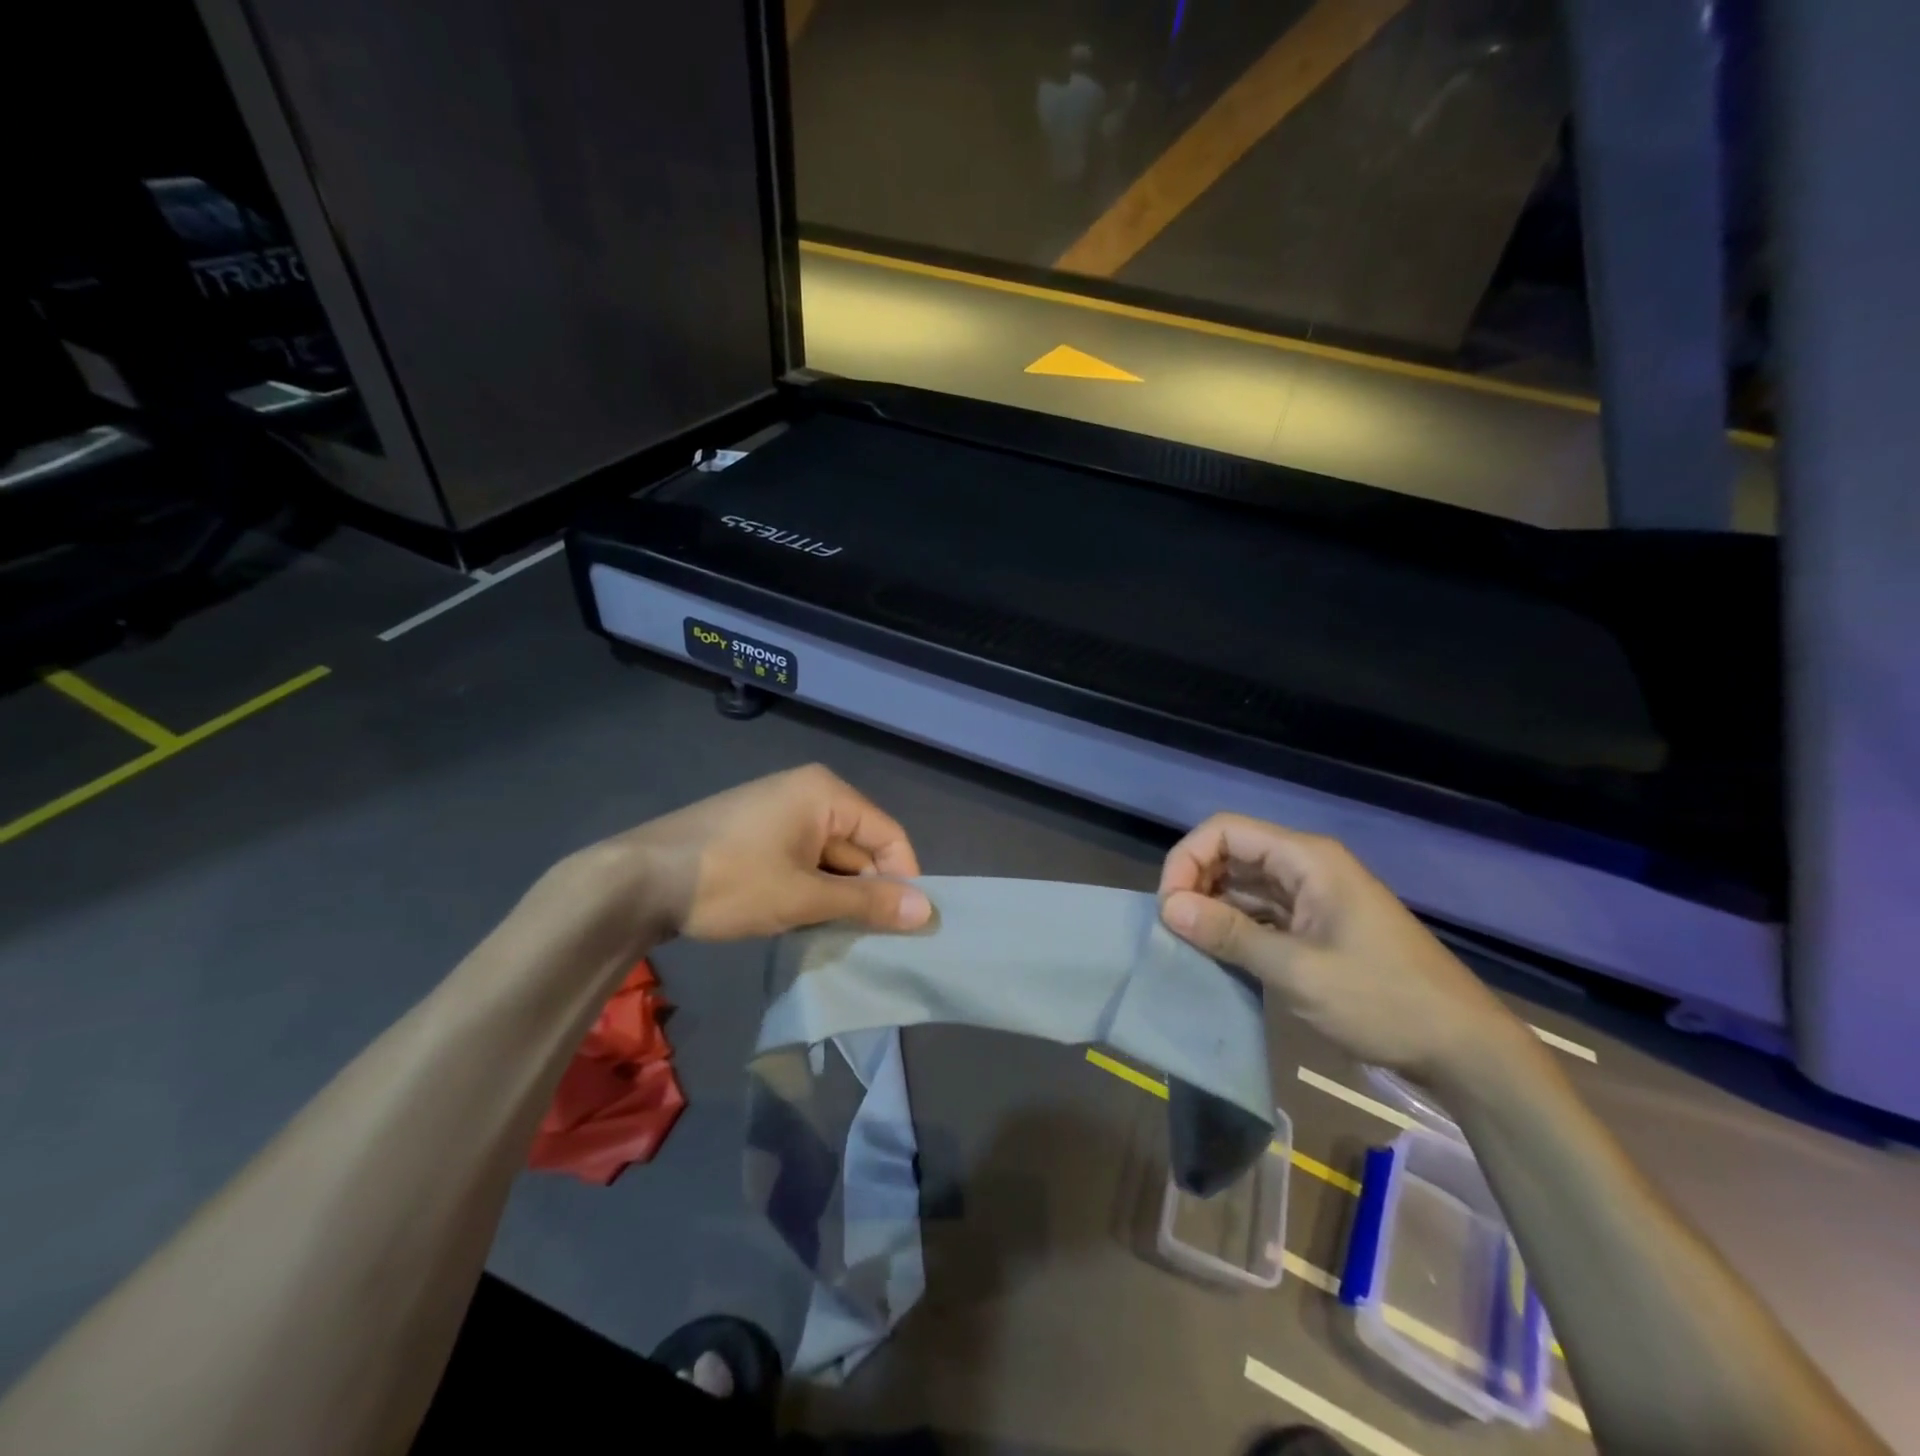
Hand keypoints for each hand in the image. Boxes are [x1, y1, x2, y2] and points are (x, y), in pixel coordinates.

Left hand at [605, 765, 930, 941]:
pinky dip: (809, 889)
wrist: (638, 879)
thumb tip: (928, 912)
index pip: (889, 835)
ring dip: (835, 895)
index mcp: (826, 793)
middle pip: (859, 845)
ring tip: (832, 934)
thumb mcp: (804, 898)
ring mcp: (779, 810)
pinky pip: (802, 859)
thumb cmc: (731, 880)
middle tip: (866, 939)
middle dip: (865, 891)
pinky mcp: (758, 832)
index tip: (903, 927)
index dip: (902, 880)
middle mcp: (808, 792)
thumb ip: (867, 903)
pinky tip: (800, 919)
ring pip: (830, 858)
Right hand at [1158, 813, 1524, 1083]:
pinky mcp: (1316, 925)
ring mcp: (1313, 896)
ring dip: (1212, 906)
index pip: (1224, 830)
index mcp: (1306, 859)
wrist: (1462, 1048)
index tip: (1170, 907)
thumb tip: (1168, 908)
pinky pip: (1261, 911)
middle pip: (1231, 853)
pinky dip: (1235, 926)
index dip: (1187, 859)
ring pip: (1244, 883)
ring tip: (1190, 943)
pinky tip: (1219, 953)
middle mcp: (1307, 866)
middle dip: (1195, 882)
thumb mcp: (1298, 970)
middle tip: (1175, 928)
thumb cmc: (1382, 1001)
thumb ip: (1229, 935)